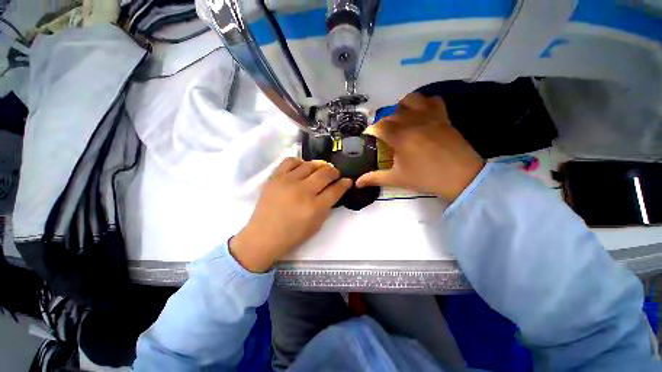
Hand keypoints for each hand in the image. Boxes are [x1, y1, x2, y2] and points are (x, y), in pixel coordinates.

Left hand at [230, 158, 351, 271]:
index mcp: (315, 207)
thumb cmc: (293, 234)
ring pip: (310, 165)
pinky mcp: (275, 177)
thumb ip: (328, 206)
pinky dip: (300, 162)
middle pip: (325, 173)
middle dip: (335, 172)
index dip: (345, 183)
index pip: (336, 189)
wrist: (264, 235)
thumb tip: (335, 190)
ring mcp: (288, 182)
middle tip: (335, 175)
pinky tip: (302, 168)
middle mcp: (303, 191)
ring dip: (320, 166)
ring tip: (320, 170)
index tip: (347, 180)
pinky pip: (291, 161)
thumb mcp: (317, 224)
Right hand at [356, 93, 483, 200]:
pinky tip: (421, 114)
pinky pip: (432, 100)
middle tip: (383, 135)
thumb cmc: (426, 178)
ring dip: (401, 108)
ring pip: (410, 100)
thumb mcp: (397, 179)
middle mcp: (412, 122)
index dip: (371, 130)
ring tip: (400, 120)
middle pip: (391, 114)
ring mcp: (430, 117)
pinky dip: (423, 103)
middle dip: (383, 123)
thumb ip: (374, 178)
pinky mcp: (443, 117)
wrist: (462, 177)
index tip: (369, 137)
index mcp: (400, 137)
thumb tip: (357, 183)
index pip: (379, 127)